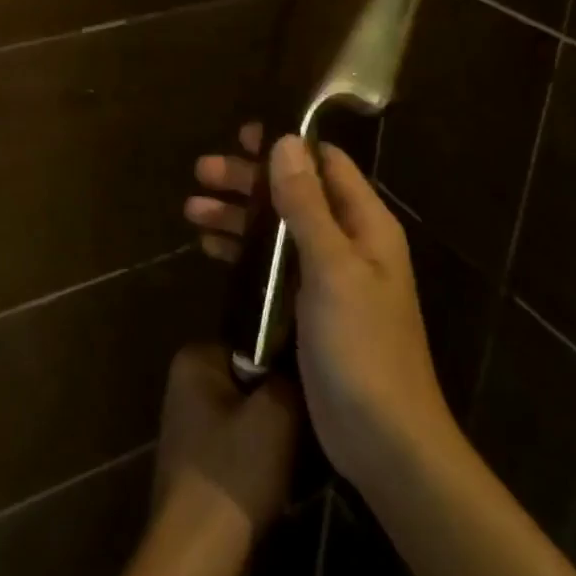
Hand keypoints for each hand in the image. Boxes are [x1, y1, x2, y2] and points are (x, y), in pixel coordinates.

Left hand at [145, 343, 300, 575]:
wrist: (197, 559)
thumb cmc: (234, 473)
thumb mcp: (277, 413)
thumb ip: (291, 375)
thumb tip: (302, 359)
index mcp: (195, 359)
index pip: (255, 341)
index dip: (287, 364)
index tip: (312, 388)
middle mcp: (187, 385)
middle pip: (253, 380)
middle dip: (282, 402)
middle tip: (310, 423)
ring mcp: (190, 427)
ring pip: (251, 416)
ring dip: (277, 435)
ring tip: (302, 454)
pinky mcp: (200, 465)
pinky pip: (242, 447)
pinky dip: (263, 460)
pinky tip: (283, 479)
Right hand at [184, 127, 452, 489]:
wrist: (383, 439)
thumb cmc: (361, 345)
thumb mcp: (332, 268)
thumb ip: (307, 204)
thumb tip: (286, 142)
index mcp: (365, 225)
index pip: (326, 165)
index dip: (287, 145)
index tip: (242, 136)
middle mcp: (348, 243)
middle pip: (293, 194)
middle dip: (248, 181)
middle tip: (201, 172)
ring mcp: (326, 277)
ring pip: (276, 230)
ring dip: (237, 216)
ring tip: (191, 209)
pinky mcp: (307, 309)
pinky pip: (271, 266)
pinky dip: (242, 252)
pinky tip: (209, 248)